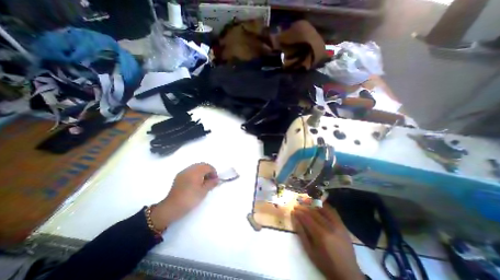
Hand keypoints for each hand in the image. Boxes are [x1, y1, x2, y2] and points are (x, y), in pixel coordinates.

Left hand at [149, 163, 217, 229]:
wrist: (171, 207)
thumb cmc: (190, 199)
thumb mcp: (203, 192)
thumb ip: (211, 183)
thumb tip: (217, 179)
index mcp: (195, 172)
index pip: (207, 166)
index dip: (213, 172)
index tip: (215, 180)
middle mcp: (189, 169)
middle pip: (202, 165)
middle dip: (208, 170)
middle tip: (211, 179)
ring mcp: (183, 172)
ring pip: (196, 167)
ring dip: (202, 171)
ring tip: (204, 181)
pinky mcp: (179, 177)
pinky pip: (190, 171)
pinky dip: (196, 173)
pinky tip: (196, 182)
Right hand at [294, 206, 363, 278]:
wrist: (348, 273)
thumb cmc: (325, 263)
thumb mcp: (309, 251)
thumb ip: (301, 232)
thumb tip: (294, 217)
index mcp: (321, 235)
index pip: (307, 218)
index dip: (299, 213)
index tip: (293, 210)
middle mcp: (329, 227)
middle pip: (313, 213)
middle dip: (303, 208)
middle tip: (297, 206)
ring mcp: (338, 225)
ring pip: (322, 210)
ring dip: (312, 205)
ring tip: (305, 203)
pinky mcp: (343, 225)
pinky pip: (332, 211)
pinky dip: (324, 206)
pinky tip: (318, 205)